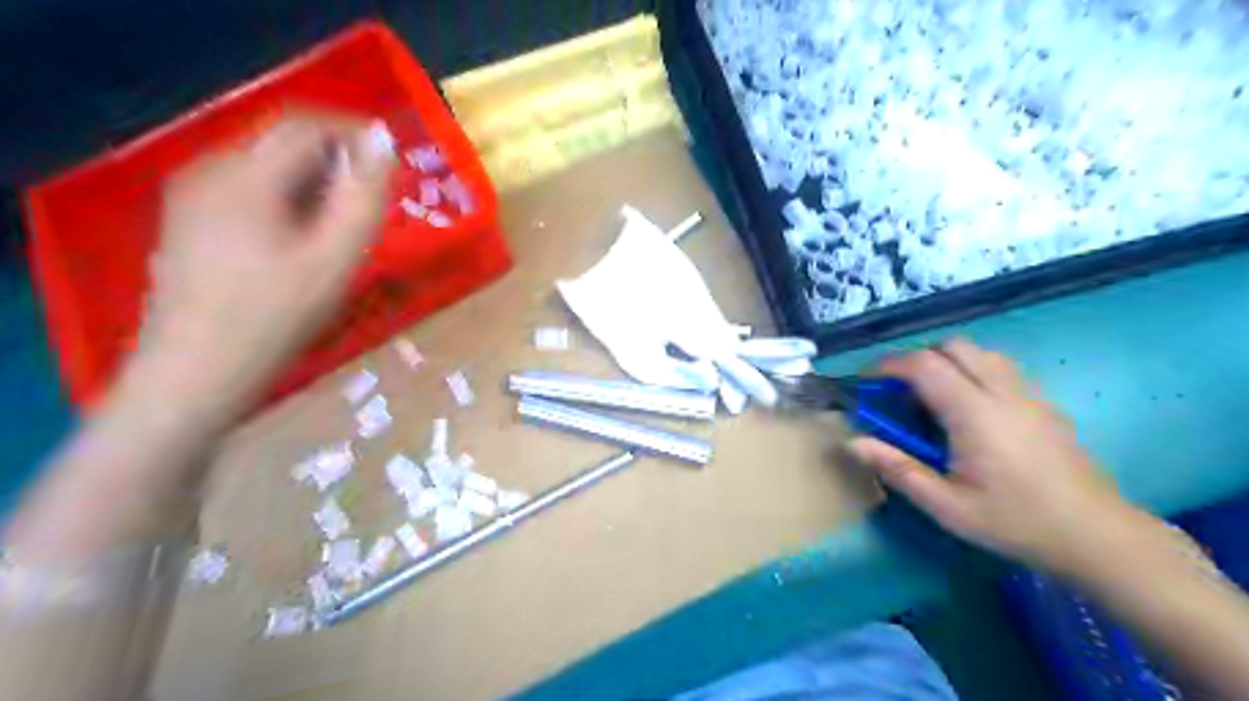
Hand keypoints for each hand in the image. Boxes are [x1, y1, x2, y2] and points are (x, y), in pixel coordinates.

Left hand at [134, 116, 394, 415]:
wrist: (194, 376)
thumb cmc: (273, 319)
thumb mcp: (334, 259)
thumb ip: (364, 197)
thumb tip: (383, 143)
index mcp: (243, 175)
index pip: (306, 126)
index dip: (355, 135)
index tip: (393, 163)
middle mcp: (208, 171)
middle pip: (283, 144)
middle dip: (336, 162)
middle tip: (375, 203)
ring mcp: (191, 198)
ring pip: (267, 170)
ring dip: (314, 184)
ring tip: (345, 227)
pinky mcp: (189, 224)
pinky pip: (248, 193)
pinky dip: (287, 202)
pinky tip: (303, 242)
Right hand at [848, 336, 1139, 577]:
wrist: (1097, 536)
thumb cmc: (1016, 522)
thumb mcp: (947, 506)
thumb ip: (898, 469)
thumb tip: (852, 442)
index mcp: (975, 413)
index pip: (924, 365)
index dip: (888, 365)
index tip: (866, 382)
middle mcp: (1003, 391)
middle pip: (953, 346)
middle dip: (917, 358)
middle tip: (898, 391)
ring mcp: (1028, 393)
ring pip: (980, 351)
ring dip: (946, 361)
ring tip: (931, 397)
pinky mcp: (1043, 402)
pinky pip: (999, 367)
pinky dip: (972, 371)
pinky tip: (968, 410)